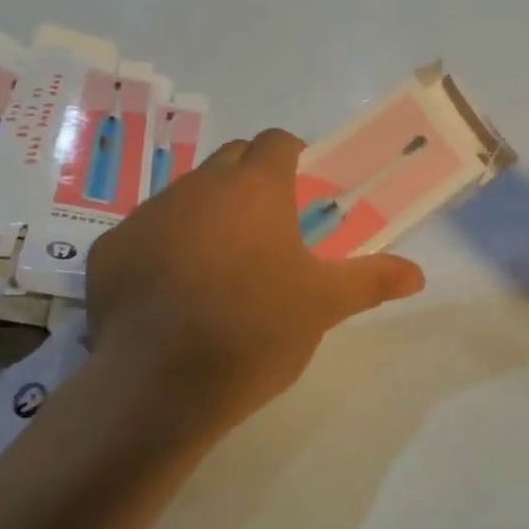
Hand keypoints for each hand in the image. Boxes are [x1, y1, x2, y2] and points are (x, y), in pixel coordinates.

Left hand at [86, 129, 424, 435]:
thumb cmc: (256, 332)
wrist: (160, 385)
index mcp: (255, 189)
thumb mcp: (323, 306)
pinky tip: (171, 296)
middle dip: (250, 180)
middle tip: (268, 229)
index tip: (303, 191)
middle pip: (230, 161)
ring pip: (185, 196)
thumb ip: (372, 280)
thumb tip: (419, 274)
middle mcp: (198, 187)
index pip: (277, 142)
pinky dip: (163, 249)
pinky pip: (145, 234)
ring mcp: (147, 215)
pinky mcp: (110, 250)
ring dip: (207, 214)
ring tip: (220, 267)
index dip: (294, 158)